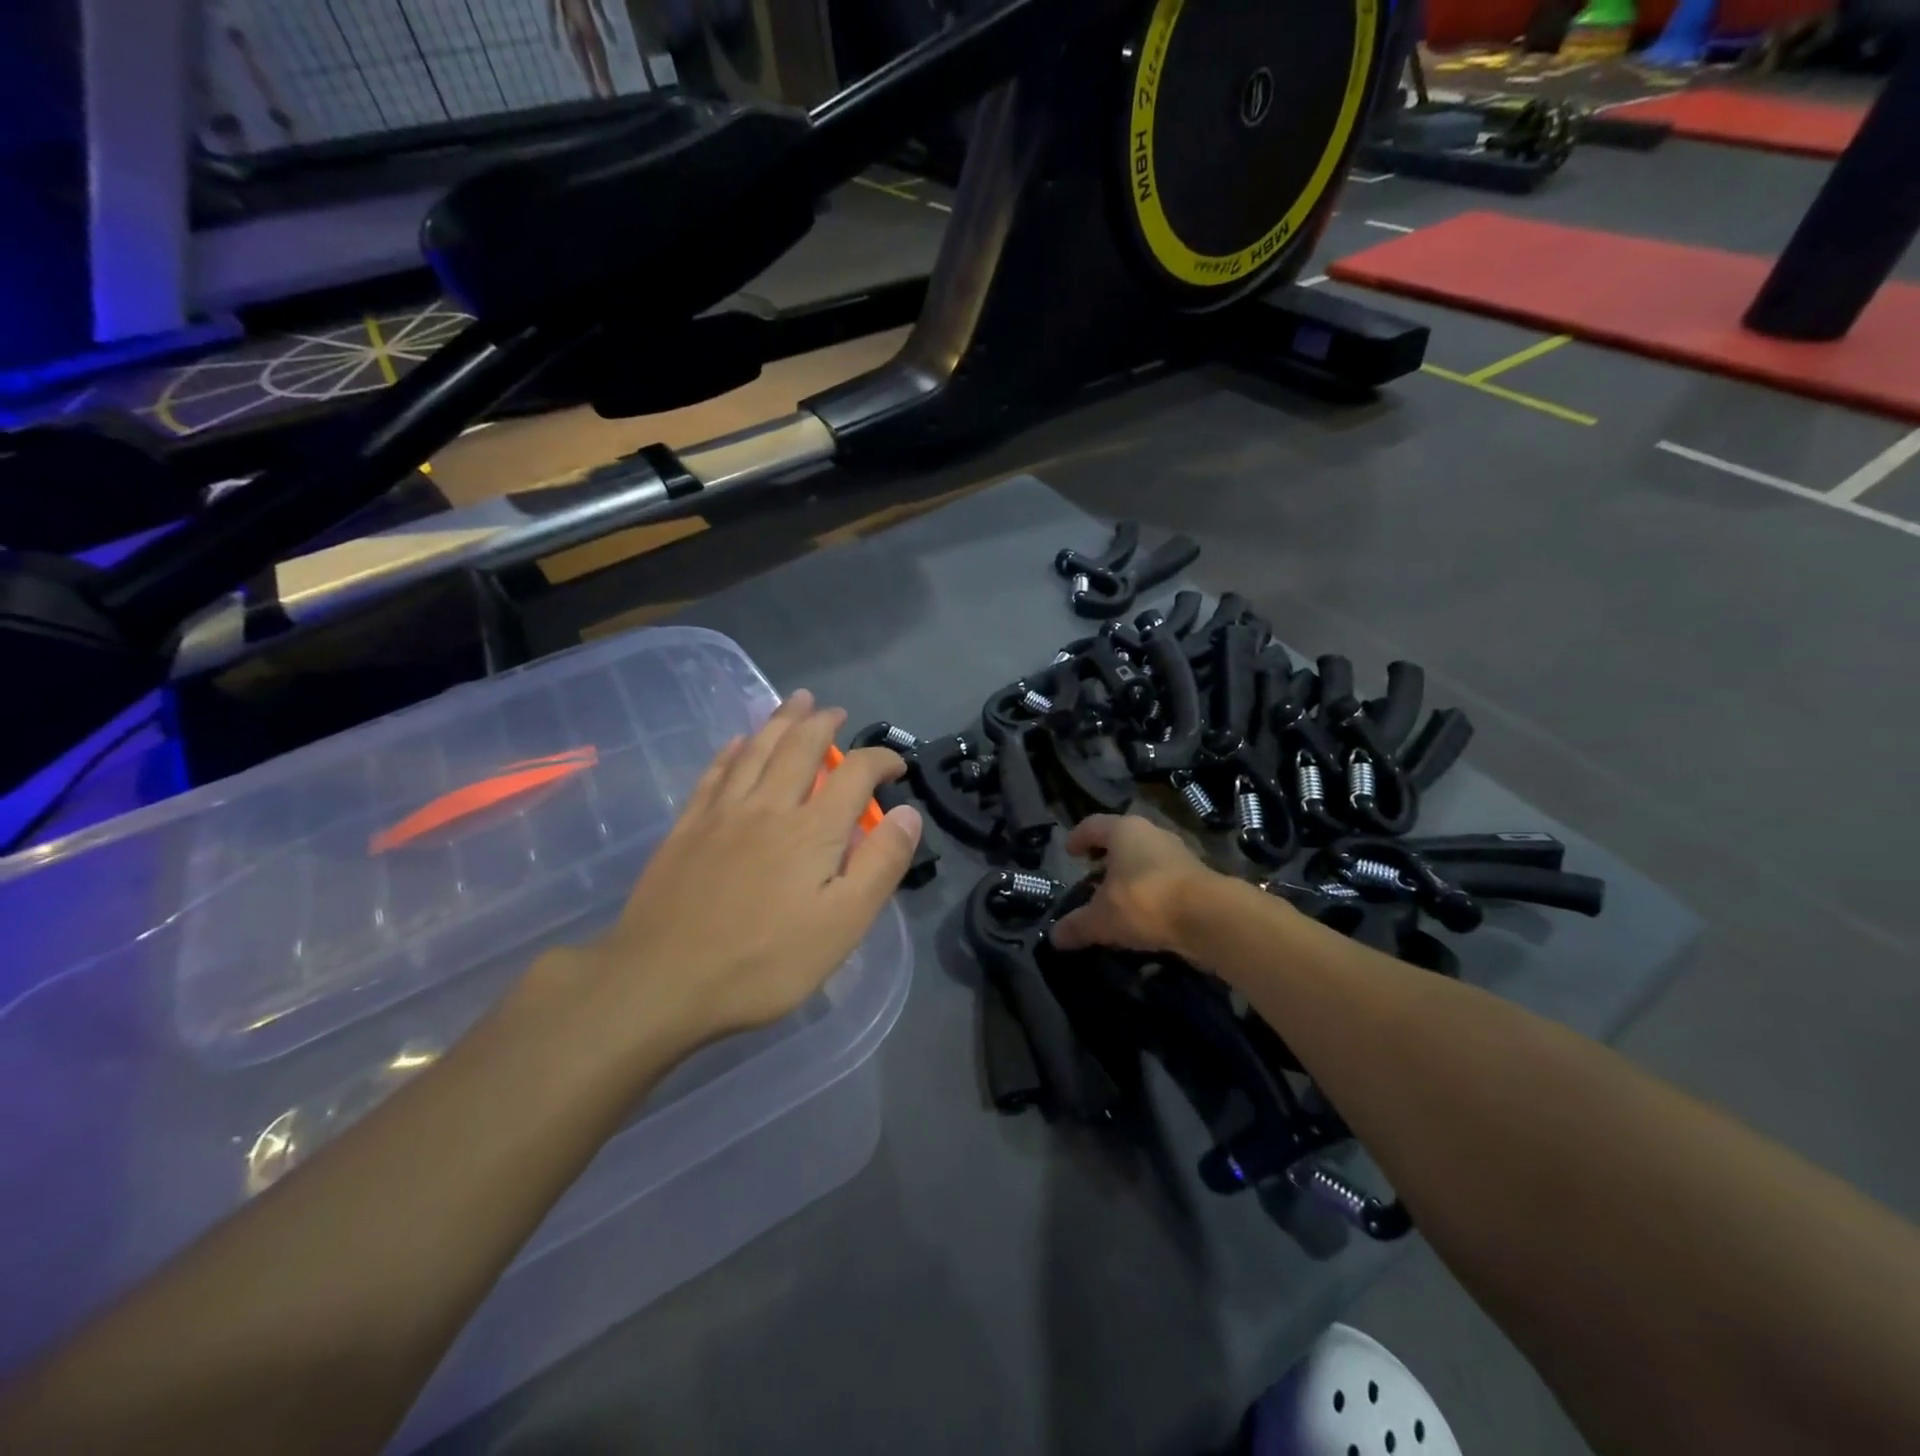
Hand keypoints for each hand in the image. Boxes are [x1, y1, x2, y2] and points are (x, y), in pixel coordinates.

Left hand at [572, 691, 921, 1052]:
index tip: (896, 766)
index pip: (856, 773)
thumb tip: (908, 813)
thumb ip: (880, 864)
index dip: (881, 759)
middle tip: (836, 711)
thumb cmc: (764, 961)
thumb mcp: (843, 924)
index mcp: (812, 829)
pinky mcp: (688, 827)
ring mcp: (722, 812)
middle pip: (801, 746)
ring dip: (781, 720)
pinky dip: (734, 749)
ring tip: (796, 701)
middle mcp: (769, 805)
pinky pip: (716, 772)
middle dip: (823, 723)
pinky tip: (739, 742)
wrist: (662, 979)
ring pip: (757, 749)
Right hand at [1050, 813, 1215, 955]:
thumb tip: (1054, 937)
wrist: (1209, 917)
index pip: (1093, 826)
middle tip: (1091, 878)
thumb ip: (1077, 925)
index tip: (1069, 852)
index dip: (1078, 838)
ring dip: (1129, 877)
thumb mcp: (1102, 918)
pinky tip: (1142, 916)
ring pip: (1144, 860)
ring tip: (1116, 900)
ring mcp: (1178, 854)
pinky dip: (1149, 893)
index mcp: (1124, 831)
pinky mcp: (1197, 877)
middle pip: (1121, 840)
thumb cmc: (1145, 901)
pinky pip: (1163, 880)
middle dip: (1105, 859)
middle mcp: (1152, 834)